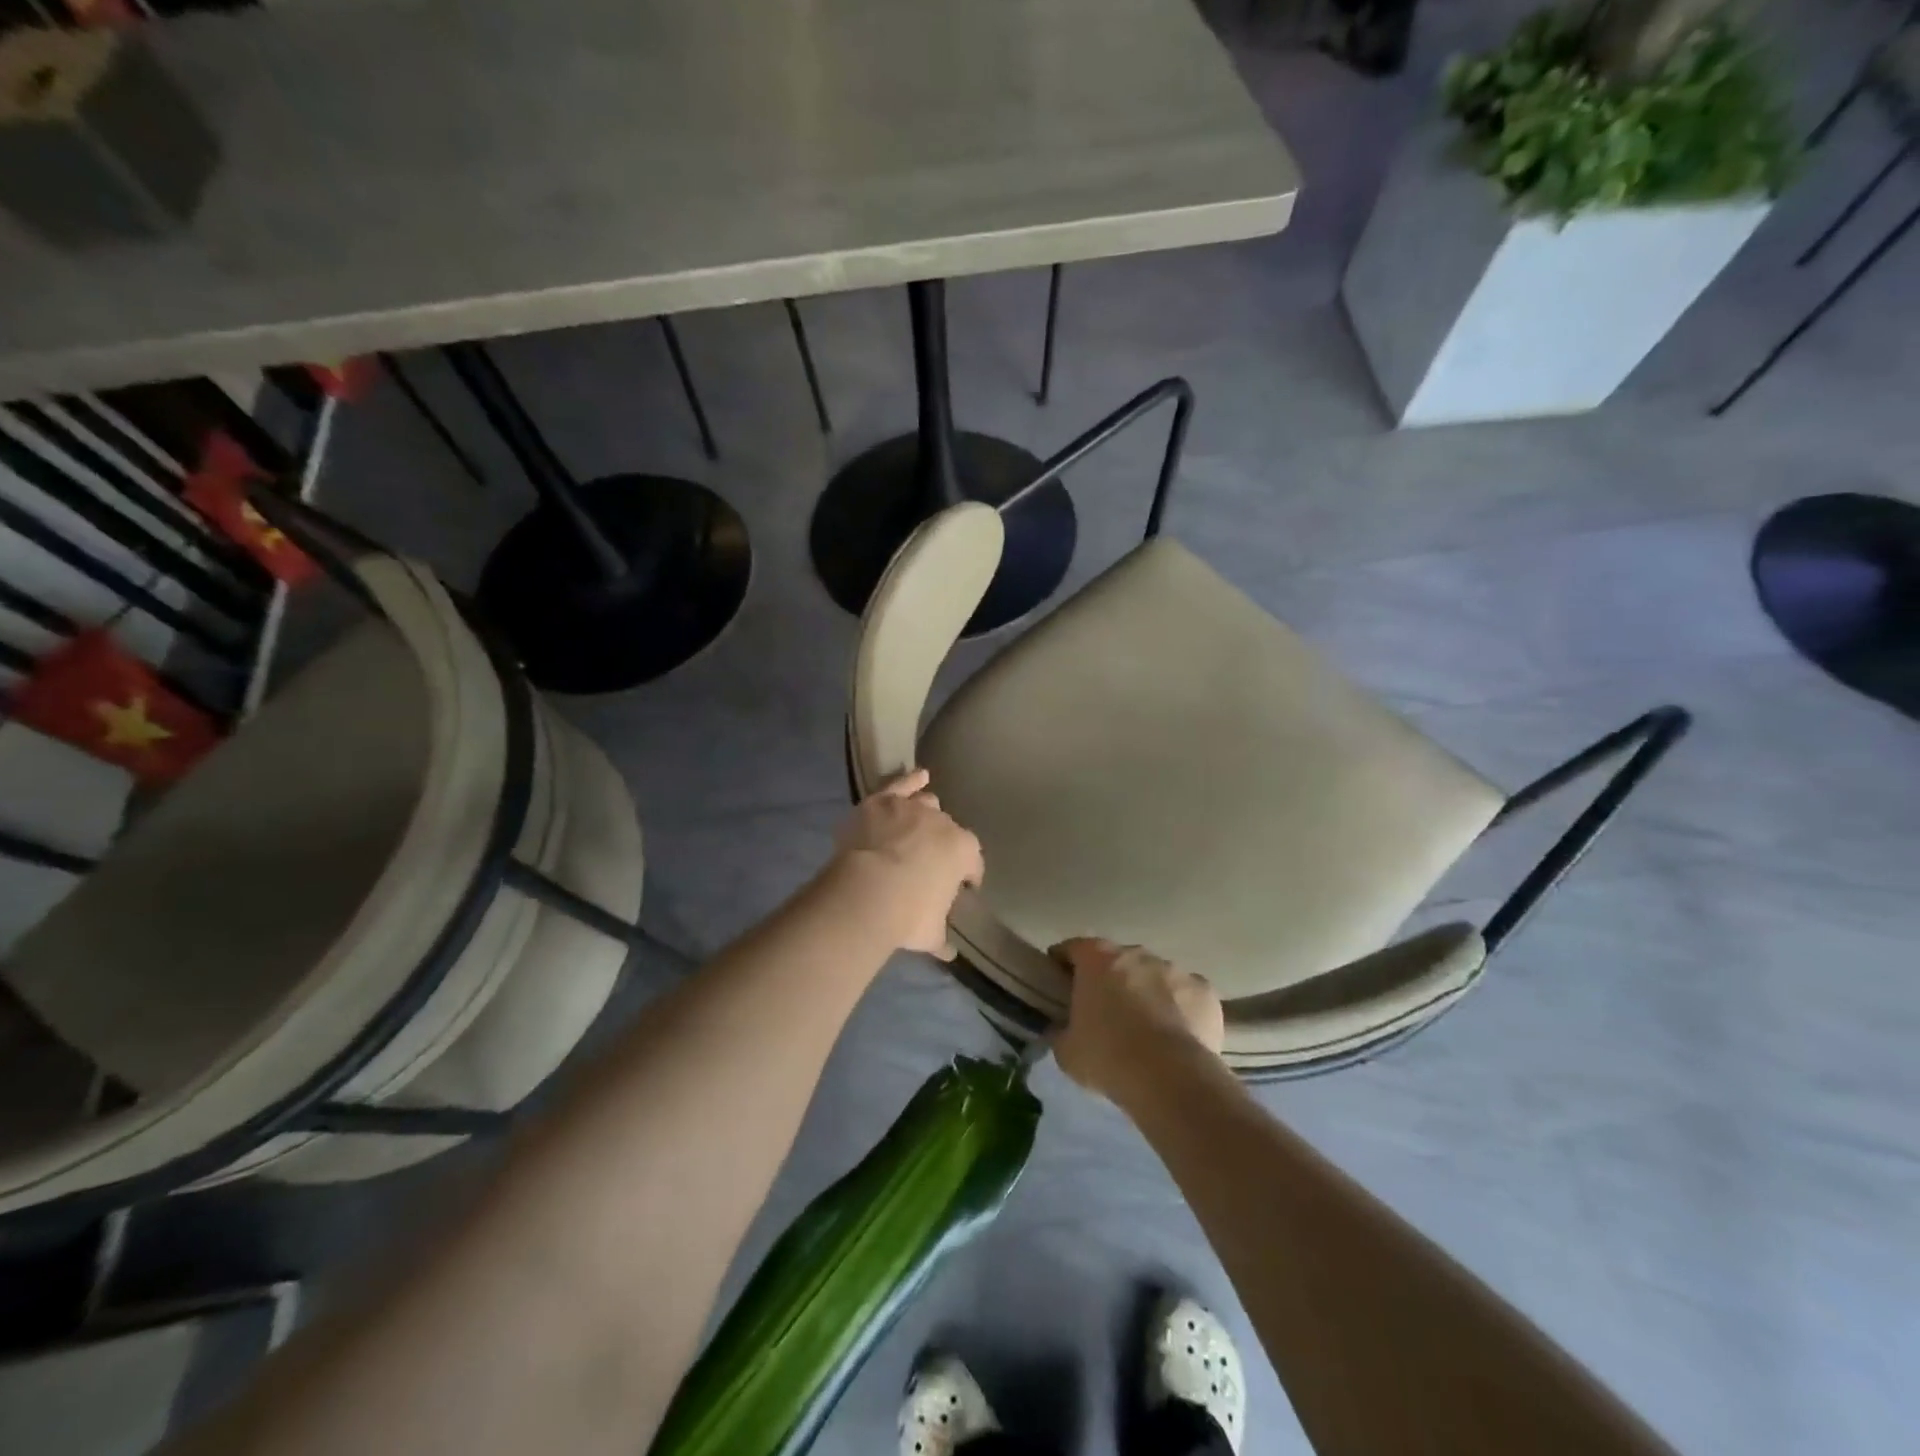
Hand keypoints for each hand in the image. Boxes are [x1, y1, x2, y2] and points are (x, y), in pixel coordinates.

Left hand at [830, 769, 983, 957]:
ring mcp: (912, 808)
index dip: (967, 875)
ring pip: (927, 804)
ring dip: (926, 814)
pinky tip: (918, 776)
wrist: (867, 892)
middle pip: (948, 830)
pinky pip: (902, 783)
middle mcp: (943, 823)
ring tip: (920, 825)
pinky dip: (911, 780)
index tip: (960, 887)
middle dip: (942, 845)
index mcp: (963, 851)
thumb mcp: (930, 934)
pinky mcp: (882, 801)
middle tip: (928, 863)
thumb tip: (948, 952)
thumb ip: (941, 939)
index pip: (973, 862)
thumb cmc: (907, 915)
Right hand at [1051, 938, 1224, 1102]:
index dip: (1063, 963)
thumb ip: (1061, 1030)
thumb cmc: (1108, 1057)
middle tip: (1104, 1012)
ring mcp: (1174, 969)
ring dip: (1147, 993)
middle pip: (1117, 960)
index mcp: (1097, 959)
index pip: (1073, 948)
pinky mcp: (1205, 991)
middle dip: (1110, 980)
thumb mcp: (1066, 1050)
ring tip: (1145, 1029)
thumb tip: (1061, 1028)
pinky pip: (1186, 995)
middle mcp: (1136, 954)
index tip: (1059, 982)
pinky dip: (1180, 1009)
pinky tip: (1177, 1036)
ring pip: (1154, 976)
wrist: (1170, 1078)